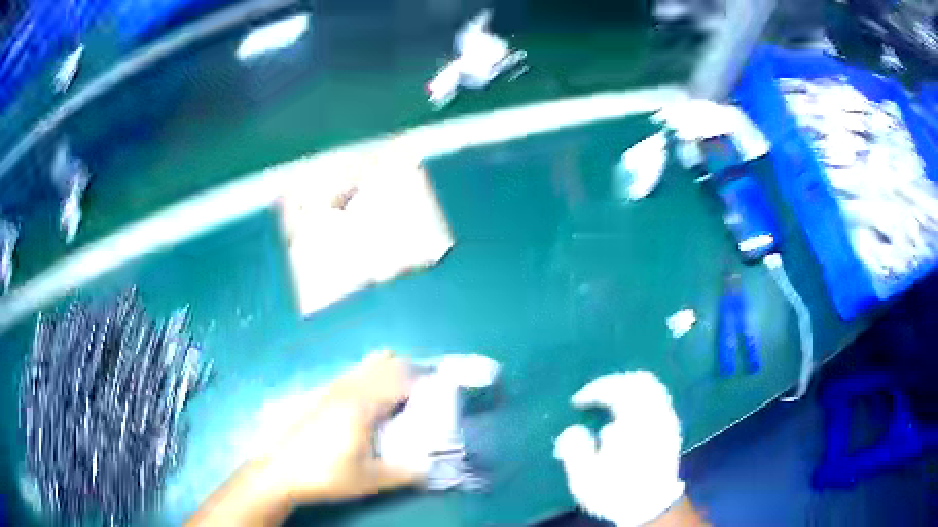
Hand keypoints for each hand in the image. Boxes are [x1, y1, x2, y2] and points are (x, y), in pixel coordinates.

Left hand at [188, 351, 422, 525]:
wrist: (280, 470)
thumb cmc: (326, 474)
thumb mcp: (369, 480)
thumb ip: (404, 474)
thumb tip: (430, 469)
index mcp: (362, 406)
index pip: (400, 381)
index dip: (422, 382)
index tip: (438, 392)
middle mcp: (347, 390)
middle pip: (383, 365)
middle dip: (407, 372)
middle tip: (421, 393)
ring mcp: (330, 389)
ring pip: (364, 367)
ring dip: (385, 372)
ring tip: (399, 393)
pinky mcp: (318, 395)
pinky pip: (349, 375)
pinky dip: (366, 378)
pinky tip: (366, 399)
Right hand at [554, 371, 695, 525]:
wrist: (650, 507)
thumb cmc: (616, 492)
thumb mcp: (586, 478)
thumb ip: (575, 450)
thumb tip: (573, 430)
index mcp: (635, 424)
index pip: (617, 390)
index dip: (594, 390)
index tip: (577, 402)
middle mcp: (656, 416)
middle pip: (641, 381)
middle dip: (614, 382)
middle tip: (594, 393)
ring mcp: (668, 421)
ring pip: (653, 387)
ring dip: (628, 388)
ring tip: (609, 400)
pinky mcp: (672, 429)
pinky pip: (659, 399)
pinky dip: (640, 397)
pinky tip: (627, 414)